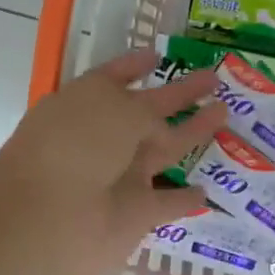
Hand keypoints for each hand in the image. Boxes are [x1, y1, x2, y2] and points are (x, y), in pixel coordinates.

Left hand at [0, 49, 229, 274]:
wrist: (49, 219)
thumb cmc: (75, 147)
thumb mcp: (116, 110)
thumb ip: (148, 115)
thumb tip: (162, 132)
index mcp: (89, 103)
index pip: (117, 76)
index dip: (136, 65)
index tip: (159, 55)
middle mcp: (105, 138)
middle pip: (151, 111)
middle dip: (181, 95)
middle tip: (216, 79)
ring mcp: (121, 176)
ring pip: (166, 152)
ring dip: (194, 135)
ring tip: (225, 114)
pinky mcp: (136, 215)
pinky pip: (168, 204)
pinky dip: (185, 199)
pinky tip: (206, 191)